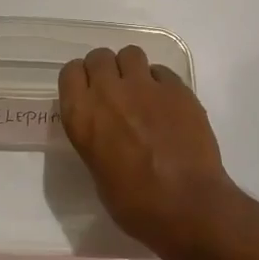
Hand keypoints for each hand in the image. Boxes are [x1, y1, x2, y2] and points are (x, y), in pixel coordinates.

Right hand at [58, 45, 240, 259]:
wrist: (188, 205)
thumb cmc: (136, 205)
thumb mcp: (98, 173)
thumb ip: (95, 139)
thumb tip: (105, 131)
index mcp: (82, 116)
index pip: (70, 72)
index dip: (79, 80)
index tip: (87, 92)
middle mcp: (109, 93)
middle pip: (99, 57)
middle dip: (105, 69)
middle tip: (115, 91)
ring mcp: (145, 87)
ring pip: (131, 54)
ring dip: (132, 69)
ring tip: (141, 91)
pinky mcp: (177, 88)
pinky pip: (162, 71)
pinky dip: (160, 82)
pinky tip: (167, 104)